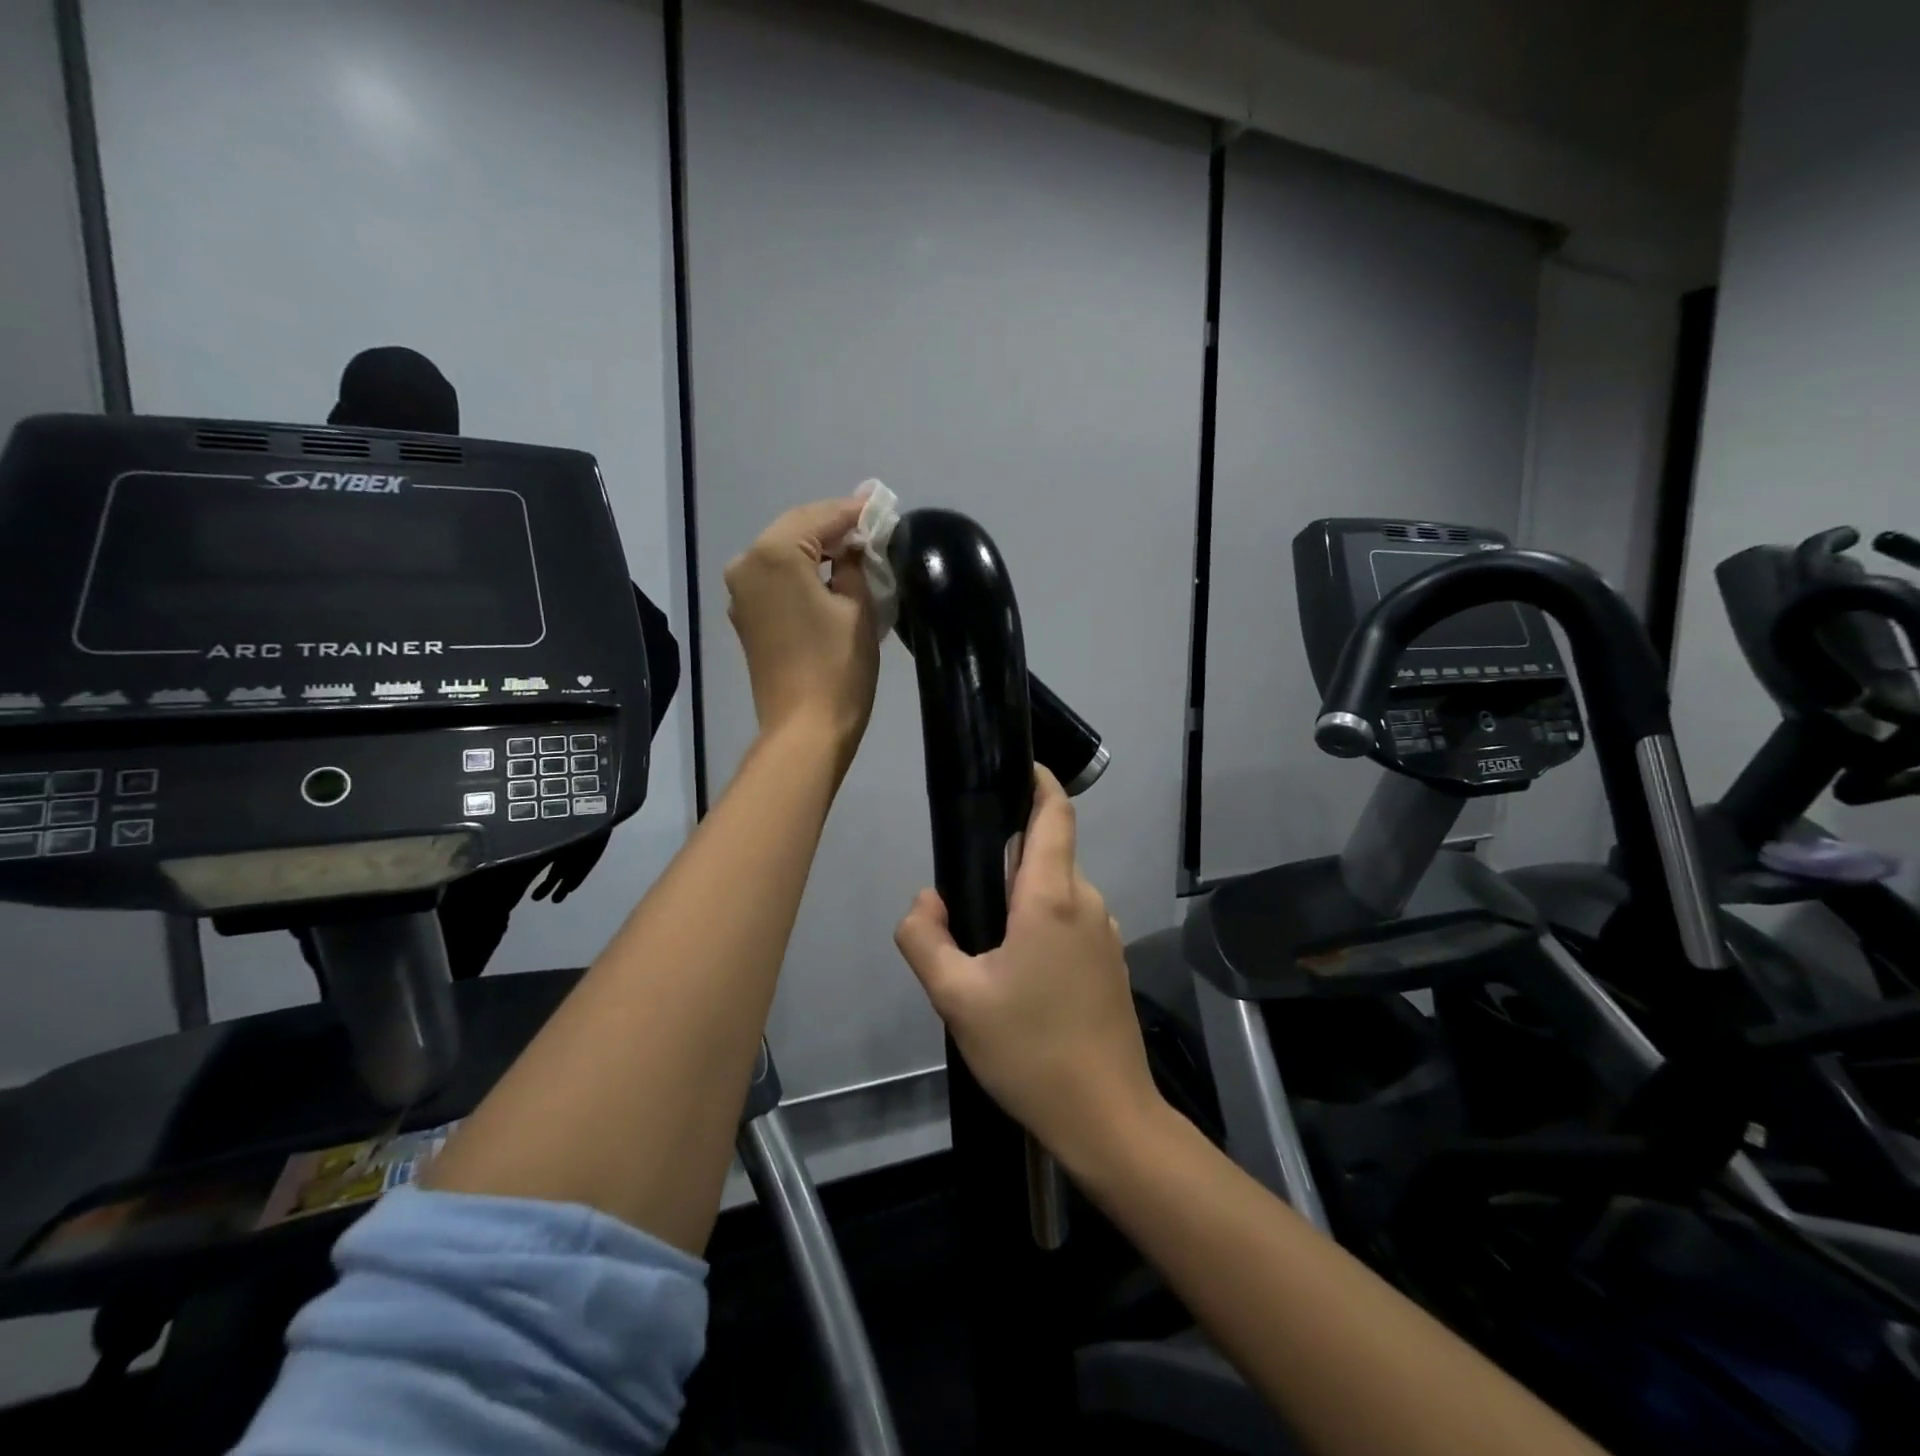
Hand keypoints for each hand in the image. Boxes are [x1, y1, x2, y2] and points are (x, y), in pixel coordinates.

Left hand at [725, 497, 879, 770]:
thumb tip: (854, 544)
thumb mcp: (857, 607)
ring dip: (817, 549)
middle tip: (871, 525)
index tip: (881, 505)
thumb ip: (854, 563)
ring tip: (855, 550)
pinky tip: (829, 575)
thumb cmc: (838, 667)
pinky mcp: (746, 615)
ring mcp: (741, 591)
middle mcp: (747, 563)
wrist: (804, 728)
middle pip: (796, 529)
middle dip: (834, 527)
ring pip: (784, 553)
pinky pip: (776, 578)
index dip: (854, 512)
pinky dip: (802, 571)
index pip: (821, 517)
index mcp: (775, 554)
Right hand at [894, 767, 1163, 1165]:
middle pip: (1047, 855)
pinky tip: (1019, 977)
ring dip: (1022, 901)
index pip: (1054, 814)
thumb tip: (927, 900)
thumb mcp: (956, 998)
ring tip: (986, 950)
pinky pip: (1070, 923)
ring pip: (1057, 893)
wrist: (1107, 1117)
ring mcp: (1106, 934)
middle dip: (1007, 859)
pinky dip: (1041, 927)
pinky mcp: (1111, 964)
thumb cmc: (1030, 1051)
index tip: (1014, 769)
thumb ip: (924, 938)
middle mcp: (1088, 902)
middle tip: (964, 901)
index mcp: (1053, 897)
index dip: (1039, 782)